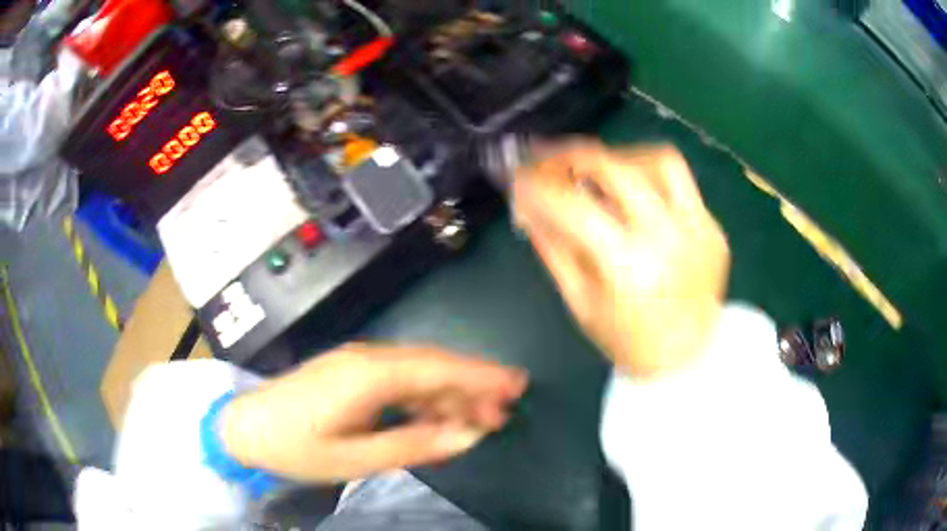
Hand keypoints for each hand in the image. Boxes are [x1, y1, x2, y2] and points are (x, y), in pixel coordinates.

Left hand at [220, 345, 526, 482]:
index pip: (439, 368)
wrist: (244, 428)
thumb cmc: (296, 447)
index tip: (516, 383)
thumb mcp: (355, 458)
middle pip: (434, 366)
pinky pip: (400, 380)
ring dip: (451, 392)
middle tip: (504, 410)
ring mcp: (358, 363)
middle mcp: (369, 359)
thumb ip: (414, 445)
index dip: (481, 374)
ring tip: (479, 417)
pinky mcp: (351, 373)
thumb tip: (466, 436)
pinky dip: (425, 397)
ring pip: (419, 372)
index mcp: (370, 374)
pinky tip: (437, 415)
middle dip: (472, 385)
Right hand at [513, 141, 729, 379]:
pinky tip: (633, 186)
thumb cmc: (628, 341)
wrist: (688, 359)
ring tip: (595, 167)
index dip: (537, 185)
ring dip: (618, 155)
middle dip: (573, 155)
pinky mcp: (711, 227)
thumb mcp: (580, 302)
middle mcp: (666, 238)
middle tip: (550, 158)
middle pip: (616, 169)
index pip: (572, 207)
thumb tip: (528, 205)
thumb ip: (553, 248)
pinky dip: (650, 173)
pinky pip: (680, 182)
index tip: (518, 177)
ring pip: (658, 160)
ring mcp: (696, 229)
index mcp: (627, 267)